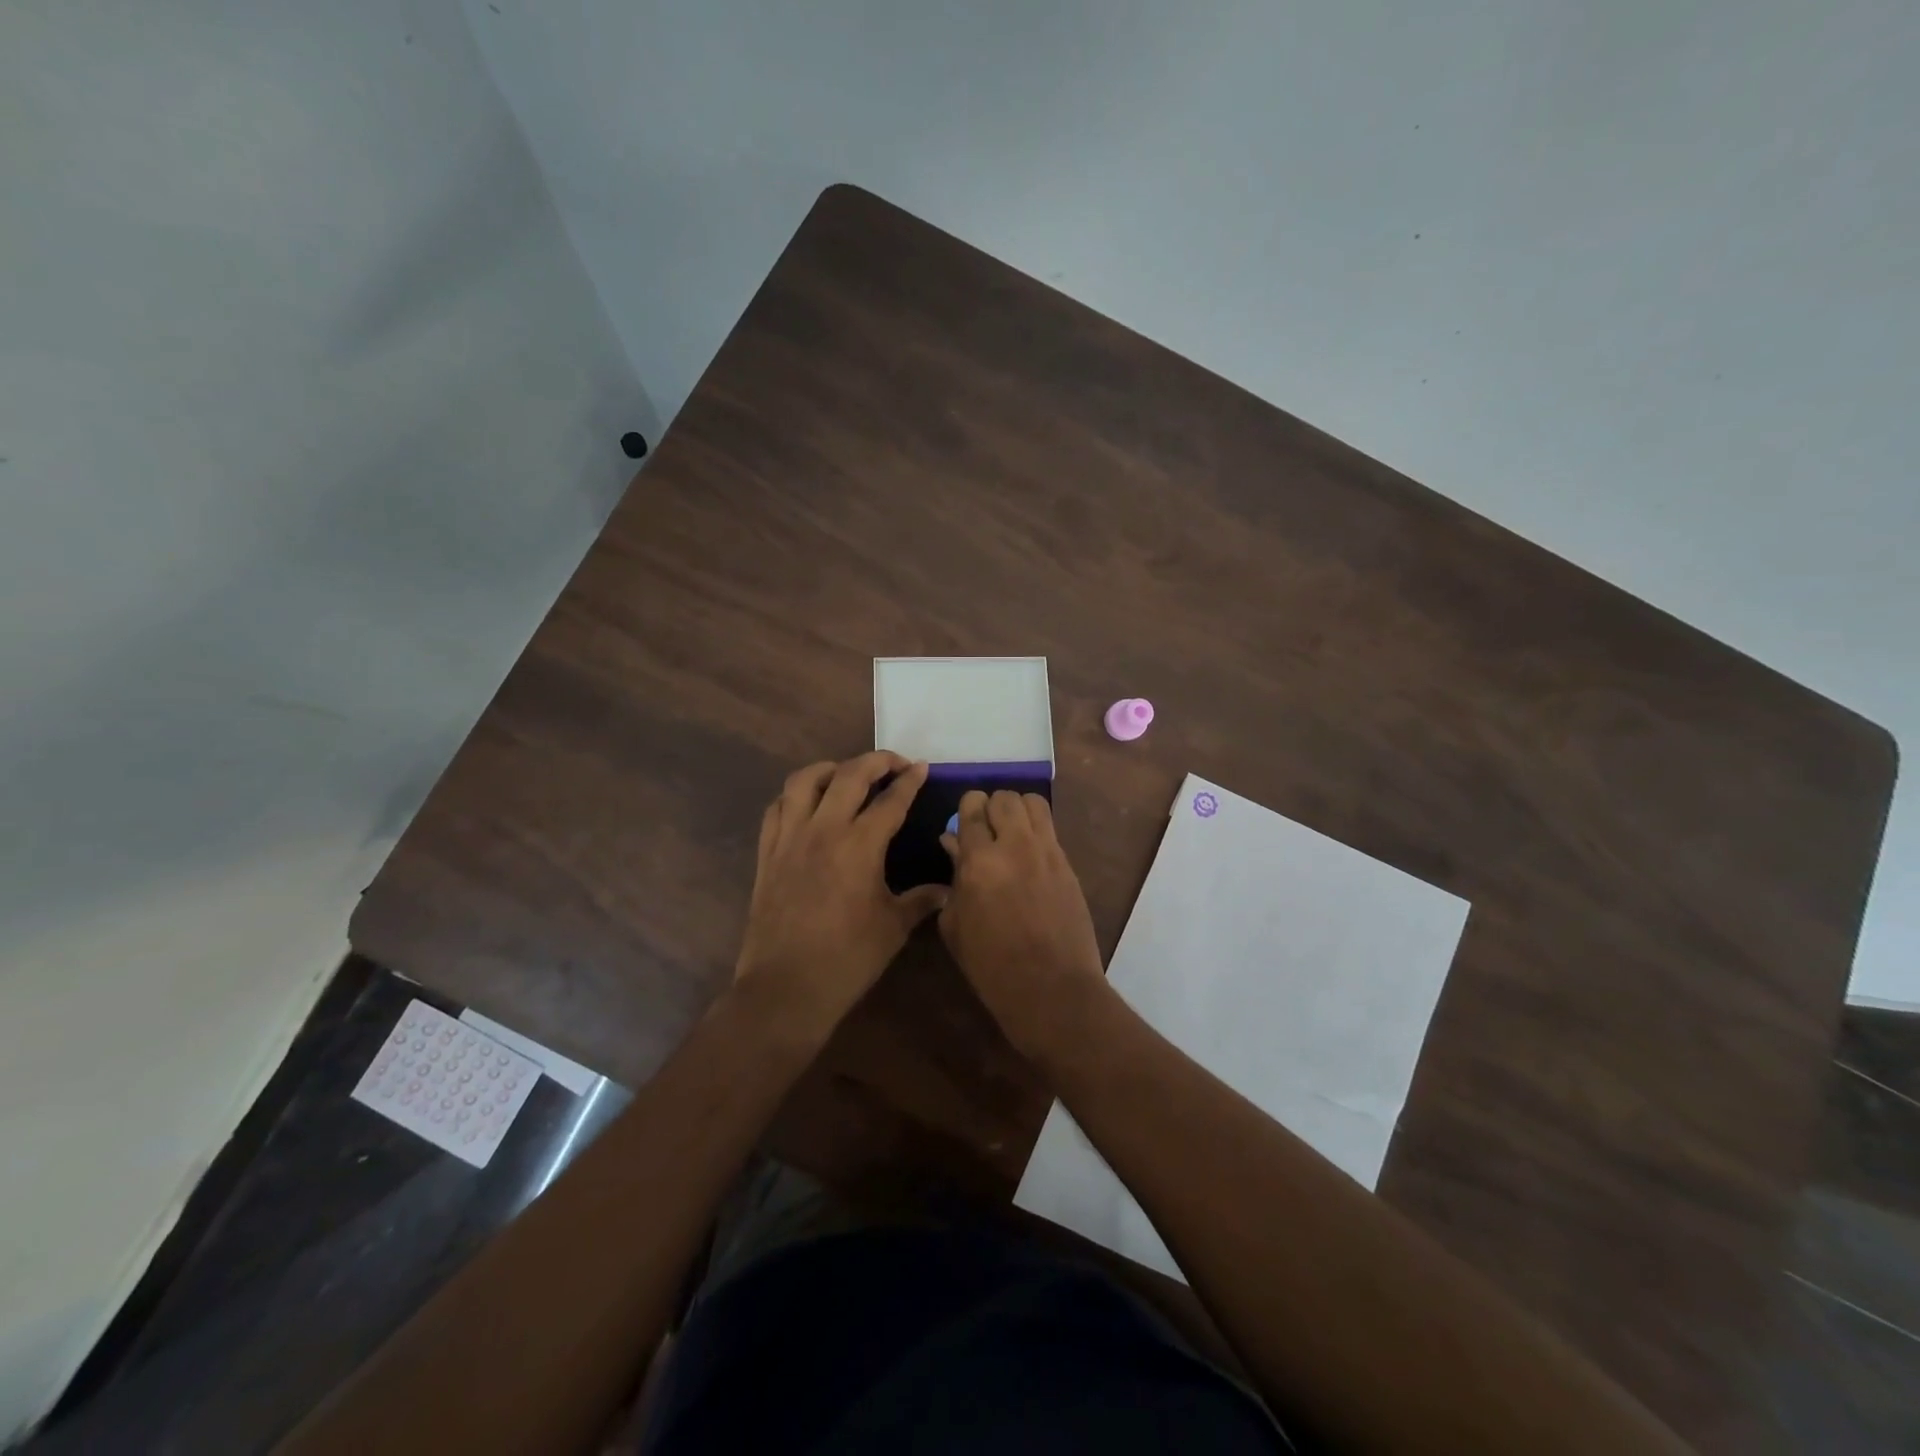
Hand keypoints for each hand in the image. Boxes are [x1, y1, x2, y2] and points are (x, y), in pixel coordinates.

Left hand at [734, 753, 945, 1041]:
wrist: (786, 989)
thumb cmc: (847, 959)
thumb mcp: (893, 928)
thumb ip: (921, 900)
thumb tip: (947, 889)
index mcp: (860, 845)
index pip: (890, 800)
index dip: (909, 781)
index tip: (921, 768)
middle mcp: (823, 830)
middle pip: (849, 775)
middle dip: (876, 761)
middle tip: (894, 763)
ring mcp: (789, 839)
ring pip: (804, 781)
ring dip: (830, 769)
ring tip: (846, 775)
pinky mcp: (767, 854)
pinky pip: (776, 809)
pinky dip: (794, 796)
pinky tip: (807, 805)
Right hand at [938, 789, 1108, 1063]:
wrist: (1052, 989)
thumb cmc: (991, 965)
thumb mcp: (956, 925)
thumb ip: (954, 877)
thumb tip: (953, 844)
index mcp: (980, 860)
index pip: (973, 807)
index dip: (967, 810)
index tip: (964, 823)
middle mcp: (1016, 845)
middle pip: (1005, 797)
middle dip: (992, 807)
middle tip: (987, 829)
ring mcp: (1048, 852)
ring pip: (1033, 803)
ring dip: (1018, 811)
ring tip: (1011, 833)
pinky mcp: (1068, 865)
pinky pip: (1050, 830)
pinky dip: (1036, 831)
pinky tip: (1029, 857)